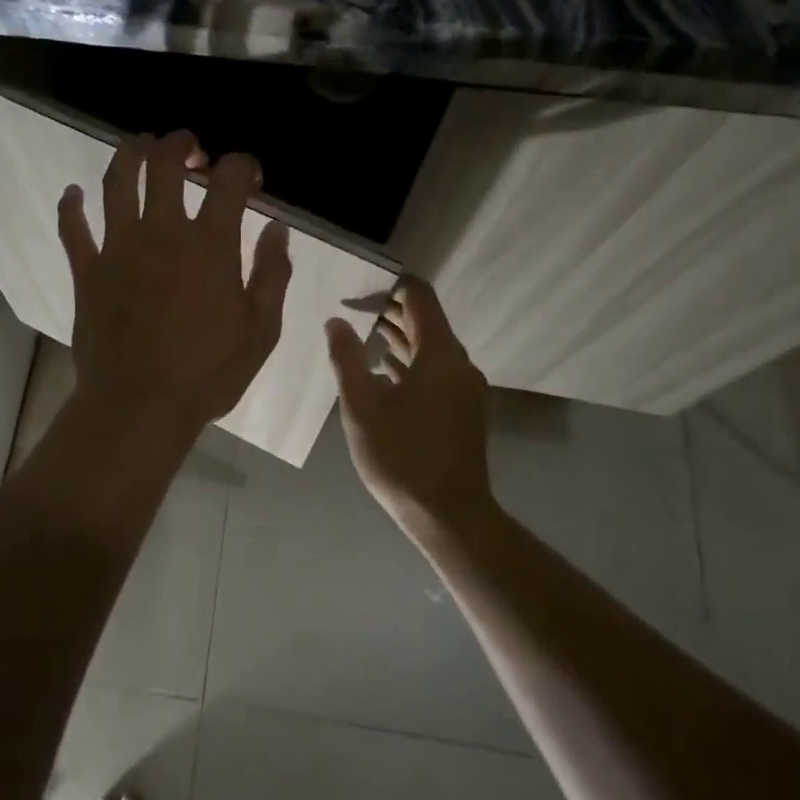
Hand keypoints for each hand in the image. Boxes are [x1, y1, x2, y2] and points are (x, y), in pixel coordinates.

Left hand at [59, 131, 291, 435]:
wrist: (140, 406)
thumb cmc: (208, 373)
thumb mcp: (261, 330)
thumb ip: (272, 274)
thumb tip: (277, 229)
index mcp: (209, 244)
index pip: (229, 180)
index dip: (243, 166)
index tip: (249, 176)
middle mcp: (162, 232)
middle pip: (165, 164)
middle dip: (181, 144)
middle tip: (190, 148)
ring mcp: (118, 247)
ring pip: (117, 182)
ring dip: (129, 154)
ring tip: (139, 145)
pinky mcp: (87, 271)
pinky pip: (73, 228)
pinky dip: (71, 206)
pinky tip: (73, 193)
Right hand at [326, 278, 494, 536]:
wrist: (448, 515)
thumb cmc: (401, 457)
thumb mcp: (362, 406)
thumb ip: (346, 359)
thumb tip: (336, 321)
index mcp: (439, 354)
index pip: (419, 296)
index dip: (389, 284)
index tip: (356, 287)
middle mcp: (458, 362)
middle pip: (425, 319)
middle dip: (388, 310)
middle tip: (349, 307)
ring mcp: (463, 387)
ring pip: (429, 346)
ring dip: (397, 336)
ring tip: (359, 333)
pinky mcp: (461, 408)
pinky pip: (434, 369)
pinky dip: (408, 362)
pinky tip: (381, 371)